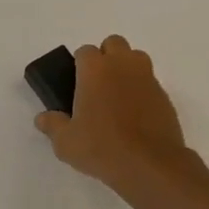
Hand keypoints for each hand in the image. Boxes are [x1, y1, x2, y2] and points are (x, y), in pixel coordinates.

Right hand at [34, 35, 194, 192]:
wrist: (150, 164)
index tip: (75, 84)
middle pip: (114, 44)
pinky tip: (135, 114)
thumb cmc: (102, 147)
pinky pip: (150, 82)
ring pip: (136, 58)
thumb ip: (53, 125)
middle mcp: (123, 65)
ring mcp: (147, 78)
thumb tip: (43, 118)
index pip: (85, 51)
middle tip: (97, 85)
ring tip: (117, 96)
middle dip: (105, 57)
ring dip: (126, 68)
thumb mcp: (66, 142)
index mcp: (95, 69)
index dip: (79, 65)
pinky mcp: (164, 95)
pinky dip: (141, 90)